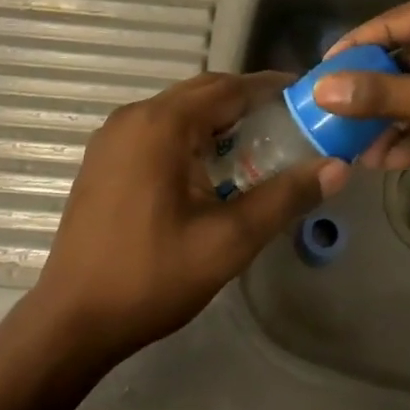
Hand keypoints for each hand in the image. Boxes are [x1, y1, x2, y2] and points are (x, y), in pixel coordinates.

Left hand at [31, 72, 349, 368]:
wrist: (71, 322)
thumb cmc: (152, 277)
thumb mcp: (229, 241)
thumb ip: (285, 198)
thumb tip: (337, 167)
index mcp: (162, 124)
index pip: (229, 87)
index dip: (270, 88)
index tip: (306, 96)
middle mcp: (134, 116)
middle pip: (203, 91)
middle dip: (246, 101)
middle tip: (288, 122)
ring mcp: (113, 135)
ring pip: (179, 108)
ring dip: (217, 118)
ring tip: (257, 143)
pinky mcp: (104, 157)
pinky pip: (157, 127)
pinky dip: (190, 133)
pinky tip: (209, 167)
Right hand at [311, 0, 409, 191]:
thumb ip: (388, 95)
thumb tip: (324, 88)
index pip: (390, 23)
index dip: (351, 52)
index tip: (316, 78)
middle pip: (407, 55)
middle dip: (375, 95)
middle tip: (335, 124)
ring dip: (399, 116)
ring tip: (361, 153)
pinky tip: (396, 156)